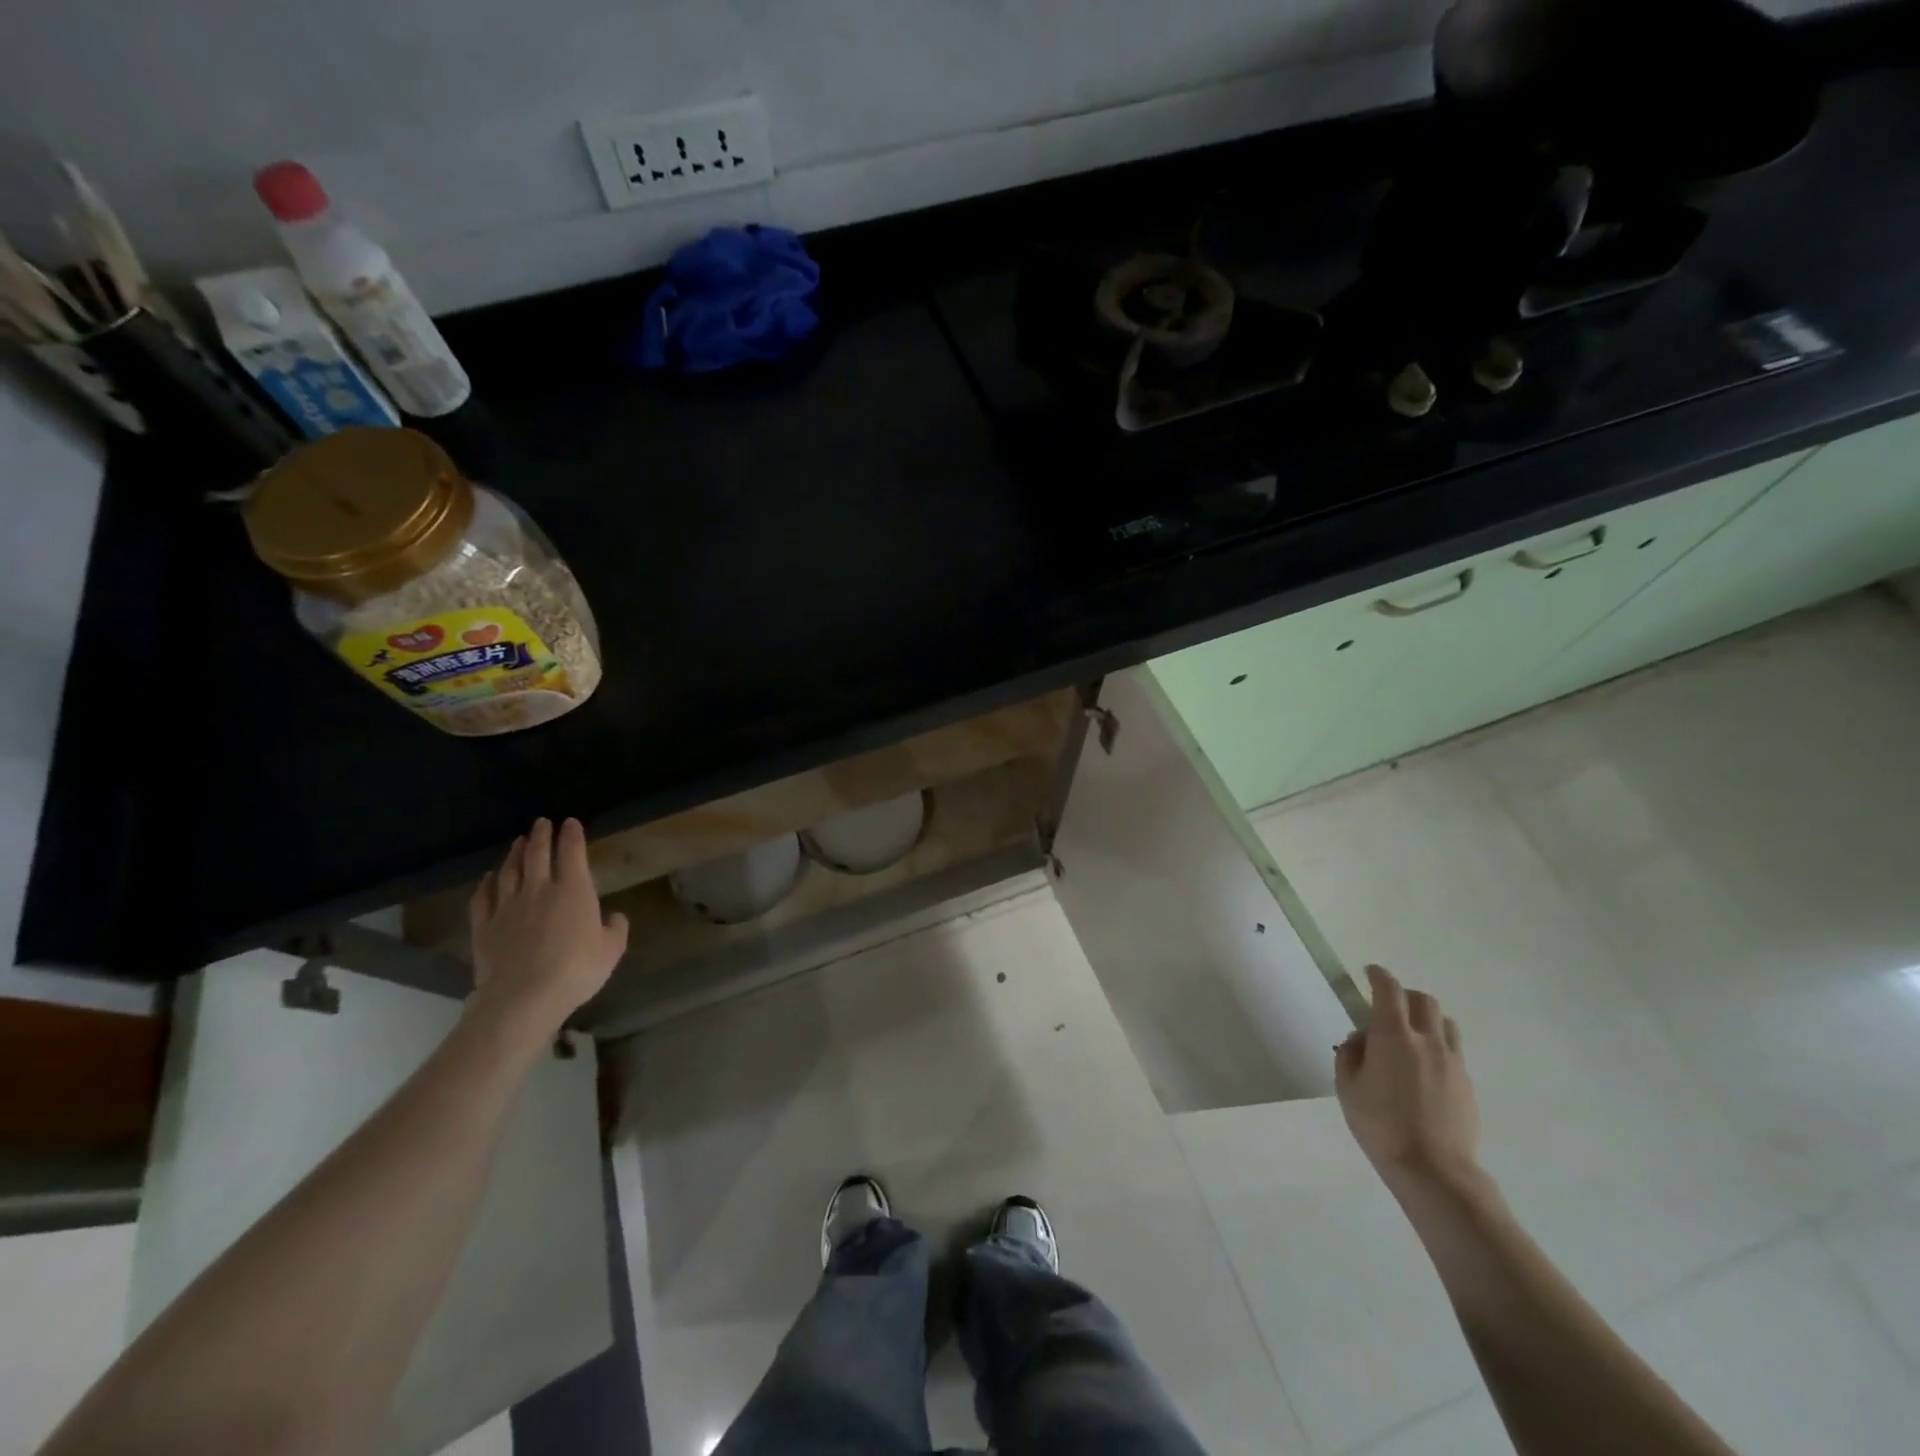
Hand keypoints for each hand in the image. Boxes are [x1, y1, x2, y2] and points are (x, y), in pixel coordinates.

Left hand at [467, 818, 627, 1033]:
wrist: (523, 996)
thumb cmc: (576, 970)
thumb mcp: (611, 950)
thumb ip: (616, 929)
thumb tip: (614, 916)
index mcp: (574, 890)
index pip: (572, 852)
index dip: (572, 835)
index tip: (570, 822)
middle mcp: (539, 889)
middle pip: (538, 854)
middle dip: (541, 835)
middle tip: (542, 822)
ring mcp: (508, 906)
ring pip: (510, 871)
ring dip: (515, 853)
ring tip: (518, 842)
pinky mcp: (484, 926)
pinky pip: (483, 897)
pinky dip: (486, 883)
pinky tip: (489, 877)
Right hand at [1335, 964, 1480, 1197]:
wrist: (1434, 1171)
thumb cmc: (1381, 1125)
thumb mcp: (1347, 1087)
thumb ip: (1350, 1055)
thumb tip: (1361, 1040)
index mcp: (1394, 1036)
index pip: (1388, 990)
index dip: (1378, 976)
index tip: (1369, 972)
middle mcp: (1427, 1041)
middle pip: (1423, 1001)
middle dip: (1404, 995)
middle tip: (1387, 1005)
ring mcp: (1452, 1062)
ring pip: (1444, 1023)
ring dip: (1426, 1018)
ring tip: (1410, 1035)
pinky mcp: (1466, 1084)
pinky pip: (1452, 1050)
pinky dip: (1437, 1045)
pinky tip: (1423, 1068)